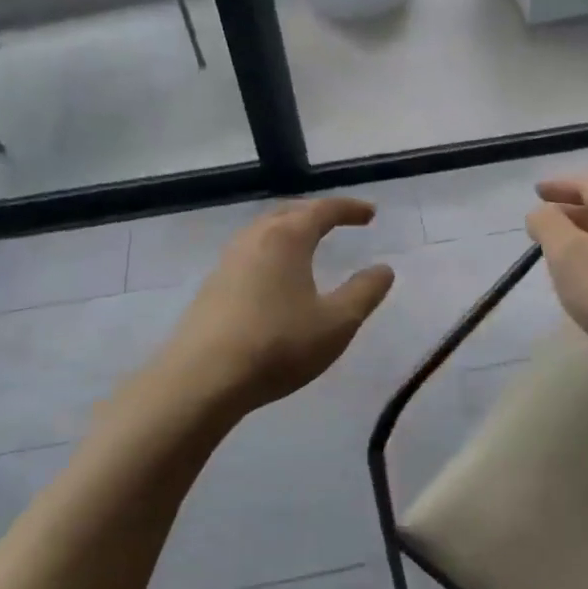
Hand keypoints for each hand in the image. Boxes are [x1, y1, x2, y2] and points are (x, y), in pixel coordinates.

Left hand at [158, 198, 395, 412]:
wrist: (203, 379)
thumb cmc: (278, 345)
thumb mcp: (337, 323)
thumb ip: (364, 292)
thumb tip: (384, 269)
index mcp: (287, 238)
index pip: (323, 210)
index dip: (350, 209)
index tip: (371, 214)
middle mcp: (254, 239)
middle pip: (288, 212)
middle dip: (316, 212)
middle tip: (338, 221)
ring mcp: (227, 262)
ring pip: (264, 232)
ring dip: (289, 230)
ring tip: (308, 244)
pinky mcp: (212, 287)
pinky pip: (249, 254)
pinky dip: (271, 252)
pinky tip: (275, 277)